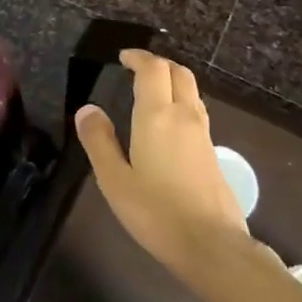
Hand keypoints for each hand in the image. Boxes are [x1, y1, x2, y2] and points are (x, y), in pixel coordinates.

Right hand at [75, 50, 252, 282]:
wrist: (211, 245)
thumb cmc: (155, 212)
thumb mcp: (114, 179)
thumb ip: (99, 141)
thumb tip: (88, 109)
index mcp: (157, 116)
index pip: (153, 69)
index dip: (138, 57)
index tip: (123, 57)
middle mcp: (184, 116)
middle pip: (179, 73)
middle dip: (159, 64)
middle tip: (137, 68)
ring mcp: (203, 135)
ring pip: (191, 92)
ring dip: (173, 82)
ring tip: (152, 92)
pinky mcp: (213, 154)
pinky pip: (196, 113)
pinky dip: (181, 104)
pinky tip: (168, 126)